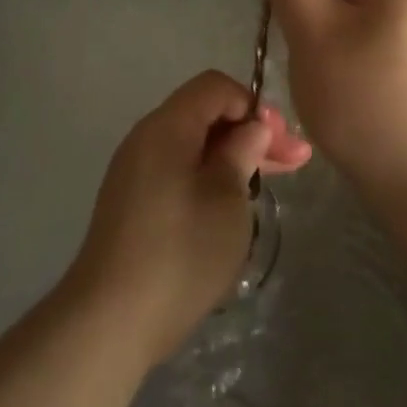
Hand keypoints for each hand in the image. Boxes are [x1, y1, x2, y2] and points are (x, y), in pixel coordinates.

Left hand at [63, 70, 310, 364]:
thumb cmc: (180, 253)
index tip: (281, 142)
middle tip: (295, 162)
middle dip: (250, 132)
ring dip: (232, 156)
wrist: (111, 319)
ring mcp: (135, 171)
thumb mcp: (225, 200)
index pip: (214, 87)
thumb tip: (251, 127)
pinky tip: (233, 203)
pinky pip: (177, 170)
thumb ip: (241, 153)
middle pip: (204, 114)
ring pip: (192, 145)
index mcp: (166, 127)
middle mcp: (146, 138)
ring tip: (270, 181)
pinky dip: (209, 176)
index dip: (253, 105)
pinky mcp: (132, 202)